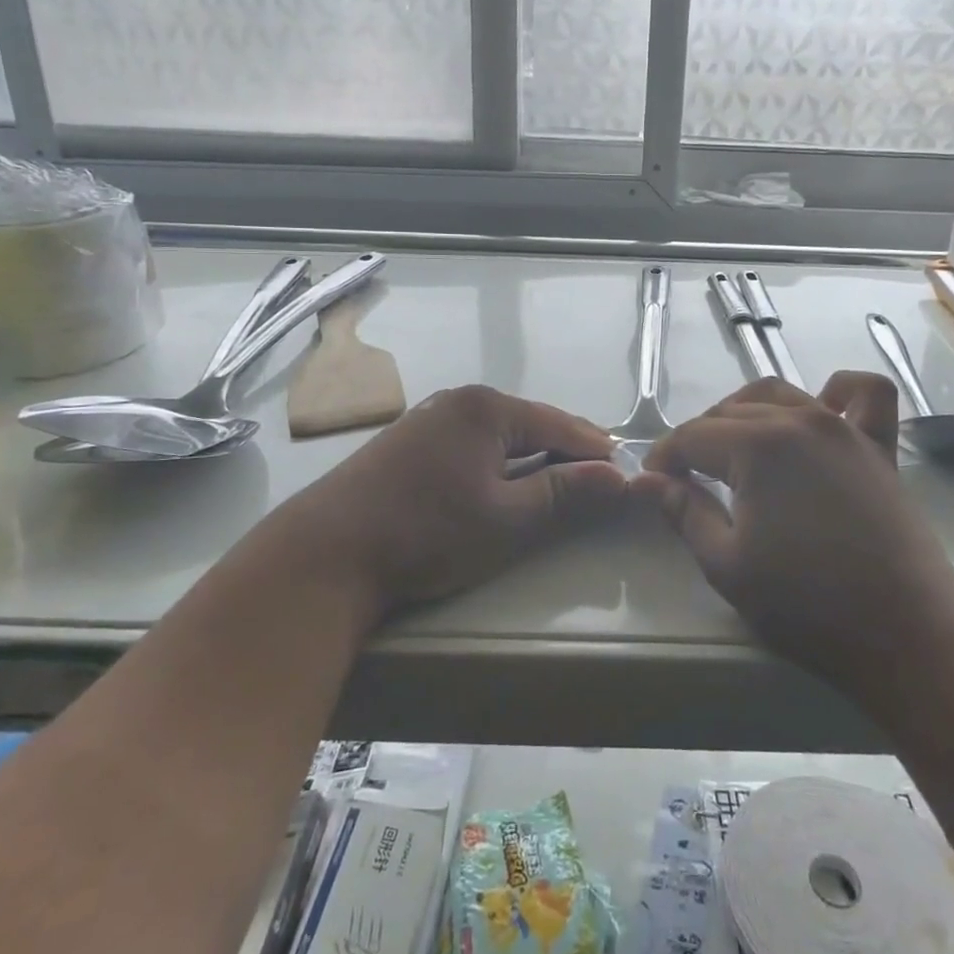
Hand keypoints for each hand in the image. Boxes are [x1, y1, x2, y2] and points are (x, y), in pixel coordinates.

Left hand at [274, 385, 626, 622]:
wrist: (328, 552)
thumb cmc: (427, 532)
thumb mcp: (506, 517)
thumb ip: (564, 492)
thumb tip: (618, 475)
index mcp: (487, 408)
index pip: (559, 424)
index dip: (594, 449)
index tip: (625, 471)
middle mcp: (459, 400)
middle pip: (530, 423)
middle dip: (566, 449)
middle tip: (599, 477)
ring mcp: (430, 418)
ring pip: (500, 434)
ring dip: (532, 455)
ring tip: (561, 480)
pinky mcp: (411, 442)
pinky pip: (474, 443)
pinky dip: (499, 461)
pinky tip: (506, 481)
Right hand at [631, 374, 953, 692]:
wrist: (905, 633)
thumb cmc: (807, 605)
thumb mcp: (727, 565)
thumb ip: (684, 512)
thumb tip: (647, 480)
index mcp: (758, 446)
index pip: (693, 436)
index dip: (665, 457)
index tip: (653, 483)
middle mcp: (800, 420)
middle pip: (731, 412)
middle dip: (699, 440)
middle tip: (688, 480)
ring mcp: (844, 428)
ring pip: (781, 394)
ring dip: (747, 413)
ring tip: (736, 450)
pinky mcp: (877, 446)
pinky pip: (865, 395)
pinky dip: (839, 391)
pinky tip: (822, 408)